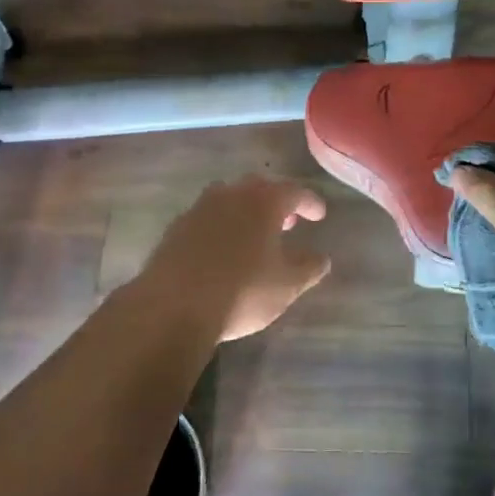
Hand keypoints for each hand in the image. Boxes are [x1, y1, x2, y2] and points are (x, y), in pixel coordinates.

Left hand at [139, 177, 332, 341]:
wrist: (173, 307)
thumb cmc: (242, 292)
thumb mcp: (287, 285)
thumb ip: (309, 267)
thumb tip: (321, 257)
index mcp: (263, 202)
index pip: (295, 192)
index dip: (310, 202)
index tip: (320, 215)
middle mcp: (230, 195)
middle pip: (259, 188)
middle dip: (276, 201)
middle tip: (288, 220)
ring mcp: (199, 209)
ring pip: (229, 199)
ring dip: (245, 211)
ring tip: (255, 233)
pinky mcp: (176, 229)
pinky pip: (206, 218)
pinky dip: (221, 226)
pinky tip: (222, 249)